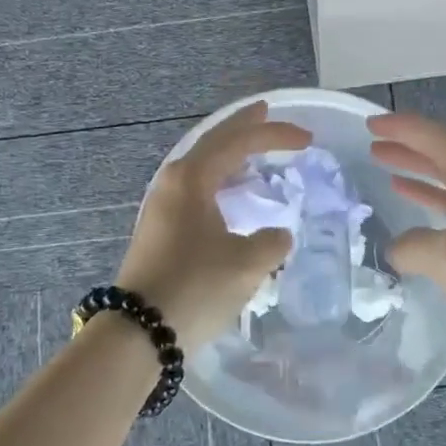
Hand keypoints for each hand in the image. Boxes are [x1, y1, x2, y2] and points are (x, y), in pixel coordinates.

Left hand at [117, 101, 311, 353]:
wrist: (138, 331)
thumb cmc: (194, 287)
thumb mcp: (245, 264)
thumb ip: (271, 242)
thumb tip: (277, 235)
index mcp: (192, 178)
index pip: (238, 142)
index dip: (274, 135)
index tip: (306, 139)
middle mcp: (173, 181)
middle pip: (214, 142)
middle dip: (244, 128)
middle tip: (268, 114)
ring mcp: (163, 204)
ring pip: (203, 165)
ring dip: (230, 154)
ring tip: (254, 150)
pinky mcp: (162, 227)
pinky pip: (197, 187)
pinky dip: (220, 179)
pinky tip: (232, 193)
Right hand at [369, 111, 445, 406]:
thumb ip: (415, 245)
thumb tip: (398, 250)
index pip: (441, 141)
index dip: (405, 129)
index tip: (371, 123)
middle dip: (411, 152)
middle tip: (375, 146)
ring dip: (422, 182)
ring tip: (388, 175)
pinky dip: (434, 219)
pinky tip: (414, 230)